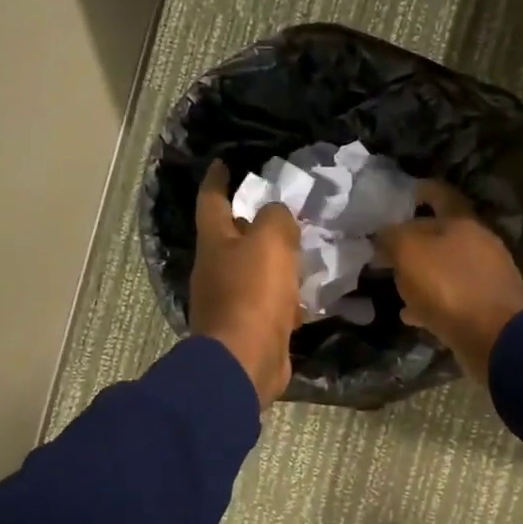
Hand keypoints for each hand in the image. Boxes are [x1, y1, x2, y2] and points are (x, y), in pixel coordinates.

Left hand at [190, 160, 302, 406]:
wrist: (246, 361)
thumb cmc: (253, 294)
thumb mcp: (270, 241)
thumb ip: (276, 218)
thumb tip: (277, 214)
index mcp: (215, 242)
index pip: (212, 200)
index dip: (218, 179)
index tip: (225, 162)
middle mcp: (216, 269)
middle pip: (233, 237)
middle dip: (254, 222)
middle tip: (283, 209)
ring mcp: (231, 301)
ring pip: (255, 271)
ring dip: (275, 260)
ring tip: (304, 248)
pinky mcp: (249, 328)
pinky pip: (270, 303)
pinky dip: (287, 295)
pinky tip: (310, 292)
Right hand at [375, 180, 522, 385]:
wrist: (495, 338)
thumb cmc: (449, 287)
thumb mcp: (409, 253)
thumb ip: (392, 237)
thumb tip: (383, 235)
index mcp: (463, 221)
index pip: (439, 193)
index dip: (417, 190)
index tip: (394, 197)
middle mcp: (479, 243)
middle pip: (441, 233)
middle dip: (413, 239)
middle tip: (385, 249)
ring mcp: (486, 276)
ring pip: (445, 267)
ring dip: (421, 274)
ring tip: (394, 284)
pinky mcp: (486, 306)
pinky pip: (452, 298)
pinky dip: (431, 303)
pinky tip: (412, 315)